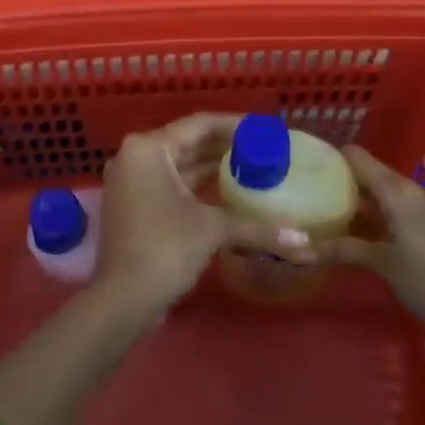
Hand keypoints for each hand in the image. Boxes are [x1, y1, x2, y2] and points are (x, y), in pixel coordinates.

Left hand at [96, 113, 314, 316]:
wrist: (122, 300)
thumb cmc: (165, 249)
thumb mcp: (212, 229)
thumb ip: (255, 226)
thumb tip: (302, 240)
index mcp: (149, 148)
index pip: (199, 125)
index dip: (234, 125)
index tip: (263, 128)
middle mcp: (135, 156)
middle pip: (188, 142)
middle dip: (224, 146)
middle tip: (261, 148)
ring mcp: (131, 181)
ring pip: (179, 164)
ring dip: (211, 166)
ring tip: (250, 166)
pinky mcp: (133, 204)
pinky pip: (170, 183)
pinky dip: (196, 185)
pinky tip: (226, 191)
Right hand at [319, 146, 424, 348]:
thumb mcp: (382, 265)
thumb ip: (341, 250)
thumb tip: (295, 247)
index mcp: (398, 190)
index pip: (357, 157)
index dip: (331, 158)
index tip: (306, 167)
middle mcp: (413, 189)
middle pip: (371, 174)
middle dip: (343, 184)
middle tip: (311, 196)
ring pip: (386, 194)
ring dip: (362, 203)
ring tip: (331, 217)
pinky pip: (400, 209)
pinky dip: (380, 216)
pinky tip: (364, 237)